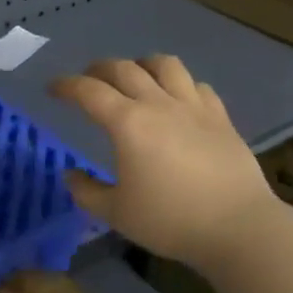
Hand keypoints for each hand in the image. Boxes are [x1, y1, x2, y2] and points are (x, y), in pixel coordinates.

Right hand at [48, 55, 277, 272]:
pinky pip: (196, 86)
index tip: (53, 89)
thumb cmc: (171, 221)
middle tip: (88, 80)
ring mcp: (193, 107)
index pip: (88, 91)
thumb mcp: (116, 214)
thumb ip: (87, 192)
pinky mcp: (220, 117)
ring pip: (165, 65)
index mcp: (127, 123)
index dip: (66, 86)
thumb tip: (71, 175)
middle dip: (99, 69)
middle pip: (124, 69)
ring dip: (142, 64)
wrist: (239, 227)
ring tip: (135, 76)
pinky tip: (177, 99)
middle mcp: (158, 104)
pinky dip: (179, 84)